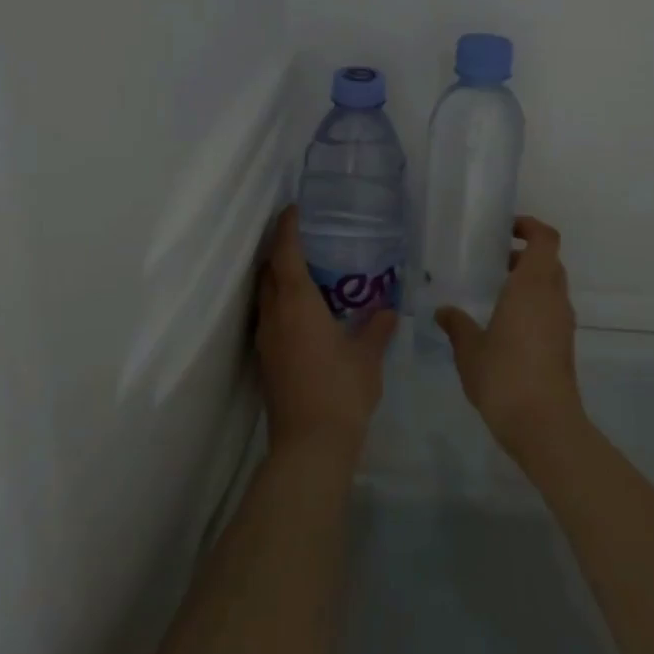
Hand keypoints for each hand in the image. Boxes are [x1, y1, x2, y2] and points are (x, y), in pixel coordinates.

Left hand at [254, 205, 396, 464]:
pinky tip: (303, 312)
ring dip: (277, 277)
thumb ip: (377, 327)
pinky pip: (269, 317)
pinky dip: (280, 302)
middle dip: (280, 249)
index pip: (285, 255)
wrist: (309, 444)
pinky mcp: (266, 360)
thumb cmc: (341, 390)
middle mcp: (274, 316)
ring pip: (265, 295)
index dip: (287, 229)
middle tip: (302, 236)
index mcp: (297, 305)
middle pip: (268, 272)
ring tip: (304, 270)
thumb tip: (387, 310)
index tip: (292, 209)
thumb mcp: (368, 356)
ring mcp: (266, 340)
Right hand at [435, 216, 584, 461]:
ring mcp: (562, 322)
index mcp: (532, 286)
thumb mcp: (469, 349)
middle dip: (525, 255)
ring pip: (551, 286)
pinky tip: (505, 325)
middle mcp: (552, 297)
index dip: (530, 226)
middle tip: (494, 260)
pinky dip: (533, 305)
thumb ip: (456, 325)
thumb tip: (443, 311)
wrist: (544, 424)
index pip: (545, 239)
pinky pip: (550, 310)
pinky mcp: (564, 345)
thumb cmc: (504, 376)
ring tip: (496, 293)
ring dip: (529, 281)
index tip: (506, 230)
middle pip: (549, 261)